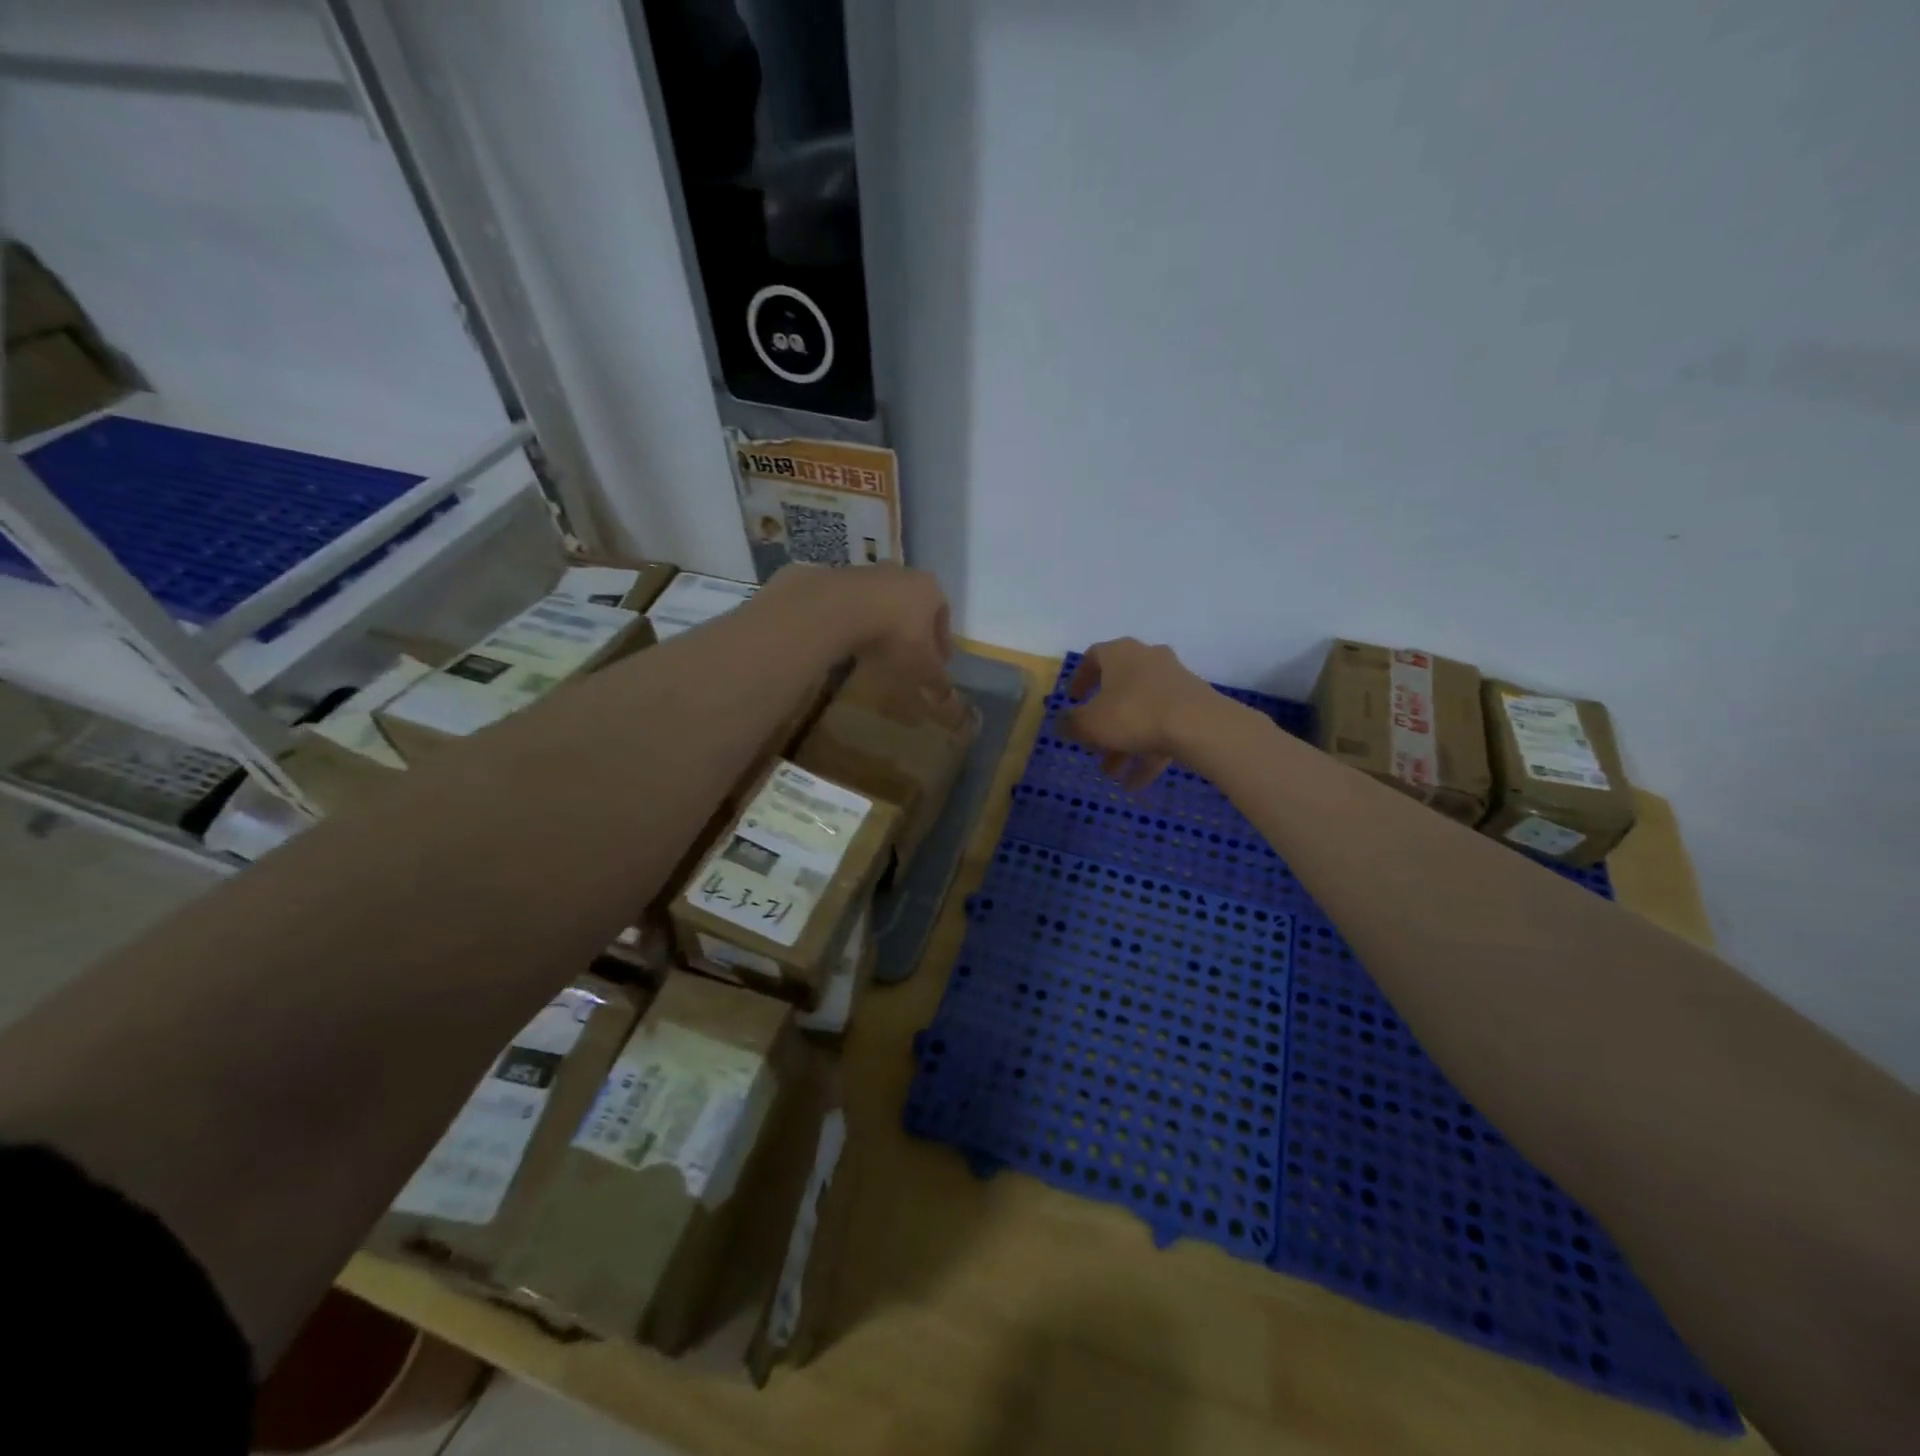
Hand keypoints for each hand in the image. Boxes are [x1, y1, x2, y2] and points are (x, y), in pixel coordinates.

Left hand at [760, 563, 951, 686]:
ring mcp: (870, 574)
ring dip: (886, 625)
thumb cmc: (897, 635)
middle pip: (915, 606)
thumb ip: (937, 680)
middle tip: (912, 656)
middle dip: (915, 631)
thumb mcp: (923, 666)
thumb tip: (947, 696)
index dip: (943, 643)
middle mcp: (903, 574)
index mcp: (931, 588)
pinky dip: (861, 624)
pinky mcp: (841, 580)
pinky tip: (856, 643)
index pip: (944, 615)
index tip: (940, 663)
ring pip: (885, 604)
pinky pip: (858, 606)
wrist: (841, 609)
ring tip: (882, 652)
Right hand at [1059, 638, 1219, 789]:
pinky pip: (1163, 726)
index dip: (1079, 679)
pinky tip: (1137, 782)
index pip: (1093, 657)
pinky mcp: (1193, 704)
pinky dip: (1148, 751)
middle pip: (1118, 690)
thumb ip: (1072, 724)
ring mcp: (1174, 681)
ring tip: (1113, 774)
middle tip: (1091, 746)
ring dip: (1124, 743)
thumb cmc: (1134, 714)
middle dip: (1103, 722)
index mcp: (1120, 653)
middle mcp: (1148, 659)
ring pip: (1141, 712)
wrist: (1199, 725)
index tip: (1072, 700)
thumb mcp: (1091, 723)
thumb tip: (1061, 723)